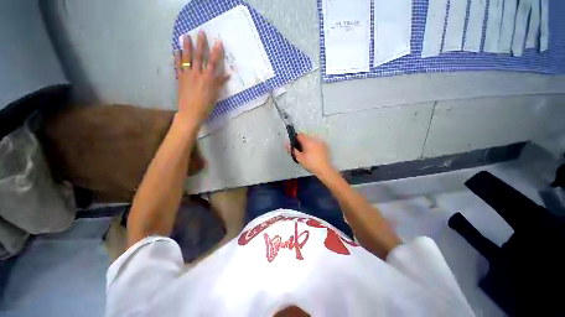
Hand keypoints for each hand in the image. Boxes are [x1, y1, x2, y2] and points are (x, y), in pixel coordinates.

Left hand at [174, 31, 228, 125]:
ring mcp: (187, 75)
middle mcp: (197, 74)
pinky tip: (177, 50)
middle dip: (201, 44)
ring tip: (186, 36)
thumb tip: (226, 75)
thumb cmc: (206, 106)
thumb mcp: (215, 95)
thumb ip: (219, 83)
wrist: (191, 112)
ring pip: (187, 58)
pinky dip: (177, 57)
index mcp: (208, 79)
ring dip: (187, 46)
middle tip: (200, 32)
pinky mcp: (180, 78)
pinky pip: (178, 65)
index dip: (216, 52)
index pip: (213, 63)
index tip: (218, 42)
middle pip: (199, 56)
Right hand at [287, 133, 335, 176]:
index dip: (295, 139)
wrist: (324, 169)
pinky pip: (317, 144)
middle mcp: (315, 140)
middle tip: (301, 151)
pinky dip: (315, 147)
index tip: (295, 145)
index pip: (300, 135)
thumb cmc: (310, 164)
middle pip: (306, 137)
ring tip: (308, 154)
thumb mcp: (299, 158)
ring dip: (309, 144)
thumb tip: (286, 144)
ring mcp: (321, 143)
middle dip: (302, 142)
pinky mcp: (325, 147)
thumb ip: (292, 150)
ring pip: (312, 141)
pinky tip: (314, 155)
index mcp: (308, 142)